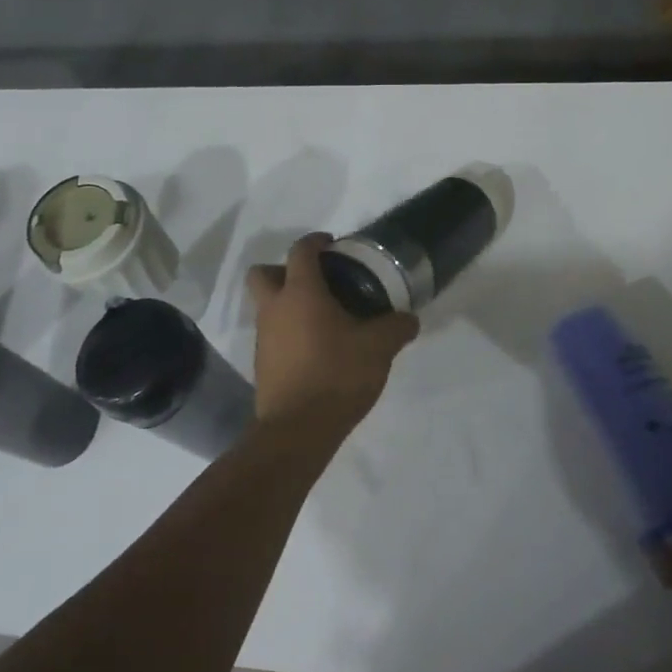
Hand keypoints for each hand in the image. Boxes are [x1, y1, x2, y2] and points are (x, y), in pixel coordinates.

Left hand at [247, 233, 418, 436]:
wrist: (298, 430)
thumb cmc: (337, 374)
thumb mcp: (379, 347)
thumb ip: (397, 327)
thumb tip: (409, 319)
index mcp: (300, 292)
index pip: (300, 251)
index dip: (316, 241)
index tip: (333, 245)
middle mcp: (274, 308)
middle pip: (264, 273)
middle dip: (285, 270)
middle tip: (317, 282)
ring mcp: (263, 337)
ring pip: (267, 306)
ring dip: (288, 304)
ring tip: (324, 319)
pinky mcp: (263, 364)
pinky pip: (273, 335)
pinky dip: (289, 333)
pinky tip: (317, 349)